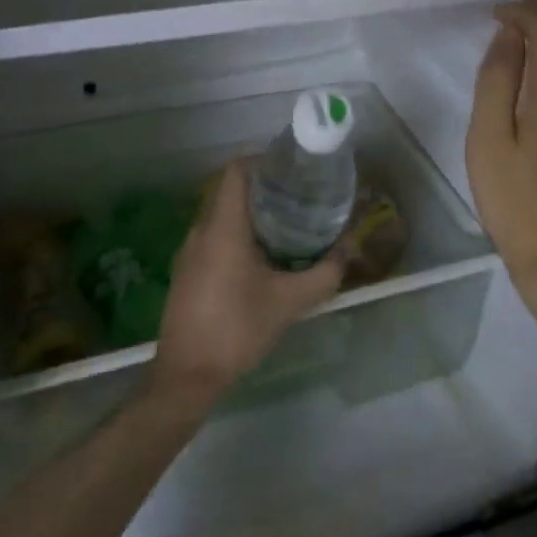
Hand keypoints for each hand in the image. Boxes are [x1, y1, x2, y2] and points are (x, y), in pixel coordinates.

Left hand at [149, 158, 344, 412]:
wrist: (187, 375)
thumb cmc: (238, 329)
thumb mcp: (290, 302)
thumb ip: (324, 273)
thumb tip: (349, 248)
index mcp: (223, 226)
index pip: (237, 170)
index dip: (264, 161)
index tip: (293, 171)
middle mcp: (201, 229)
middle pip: (230, 189)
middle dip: (265, 188)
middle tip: (299, 197)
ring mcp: (189, 250)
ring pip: (221, 214)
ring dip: (251, 212)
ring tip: (287, 224)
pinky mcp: (186, 270)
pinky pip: (213, 235)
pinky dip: (237, 233)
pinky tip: (261, 257)